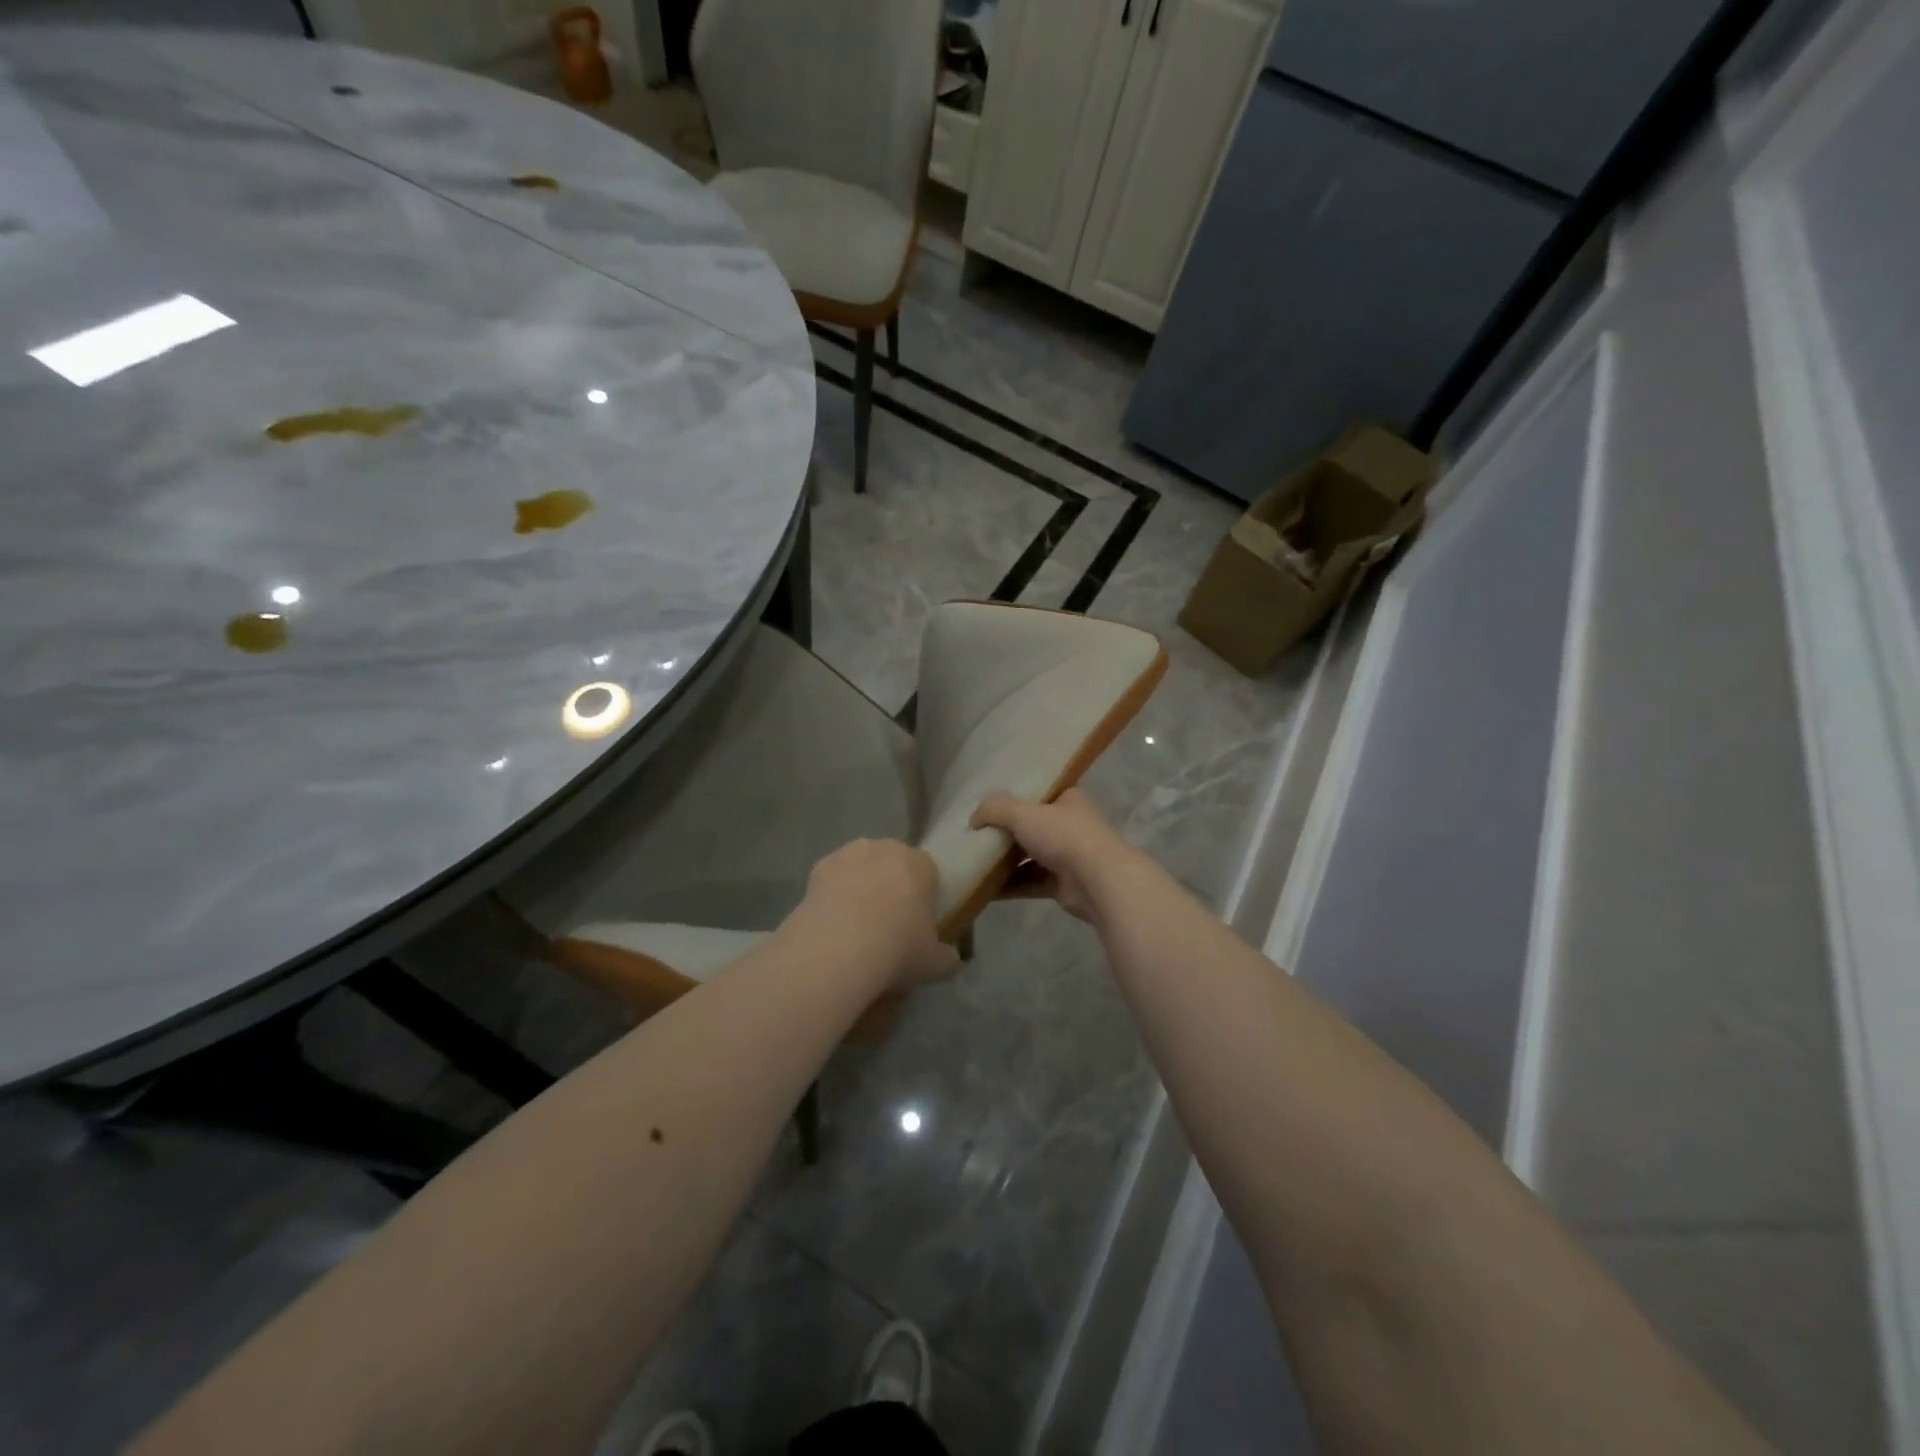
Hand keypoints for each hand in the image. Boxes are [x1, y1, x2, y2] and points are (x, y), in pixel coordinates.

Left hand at [788, 839, 958, 991]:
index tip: (917, 923)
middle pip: (893, 864)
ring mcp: (850, 854)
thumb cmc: (897, 949)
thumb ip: (947, 957)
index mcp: (921, 864)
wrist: (838, 949)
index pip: (928, 873)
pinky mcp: (819, 866)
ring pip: (861, 867)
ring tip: (854, 925)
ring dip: (860, 886)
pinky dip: (833, 894)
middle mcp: (887, 848)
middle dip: (891, 886)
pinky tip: (831, 923)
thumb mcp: (935, 963)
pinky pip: (832, 878)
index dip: (923, 897)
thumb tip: (949, 957)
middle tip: (886, 924)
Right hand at [971, 788, 1140, 923]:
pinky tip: (983, 888)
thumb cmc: (1064, 836)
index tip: (989, 804)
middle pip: (1031, 825)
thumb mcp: (1023, 813)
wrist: (1099, 882)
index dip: (1015, 796)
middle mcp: (1070, 825)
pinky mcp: (1063, 885)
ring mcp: (1068, 856)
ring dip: (1004, 861)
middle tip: (976, 835)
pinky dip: (1010, 885)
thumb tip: (973, 818)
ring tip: (974, 861)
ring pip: (1030, 856)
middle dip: (1005, 832)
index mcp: (1068, 799)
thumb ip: (995, 809)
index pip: (1040, 792)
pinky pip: (1030, 882)